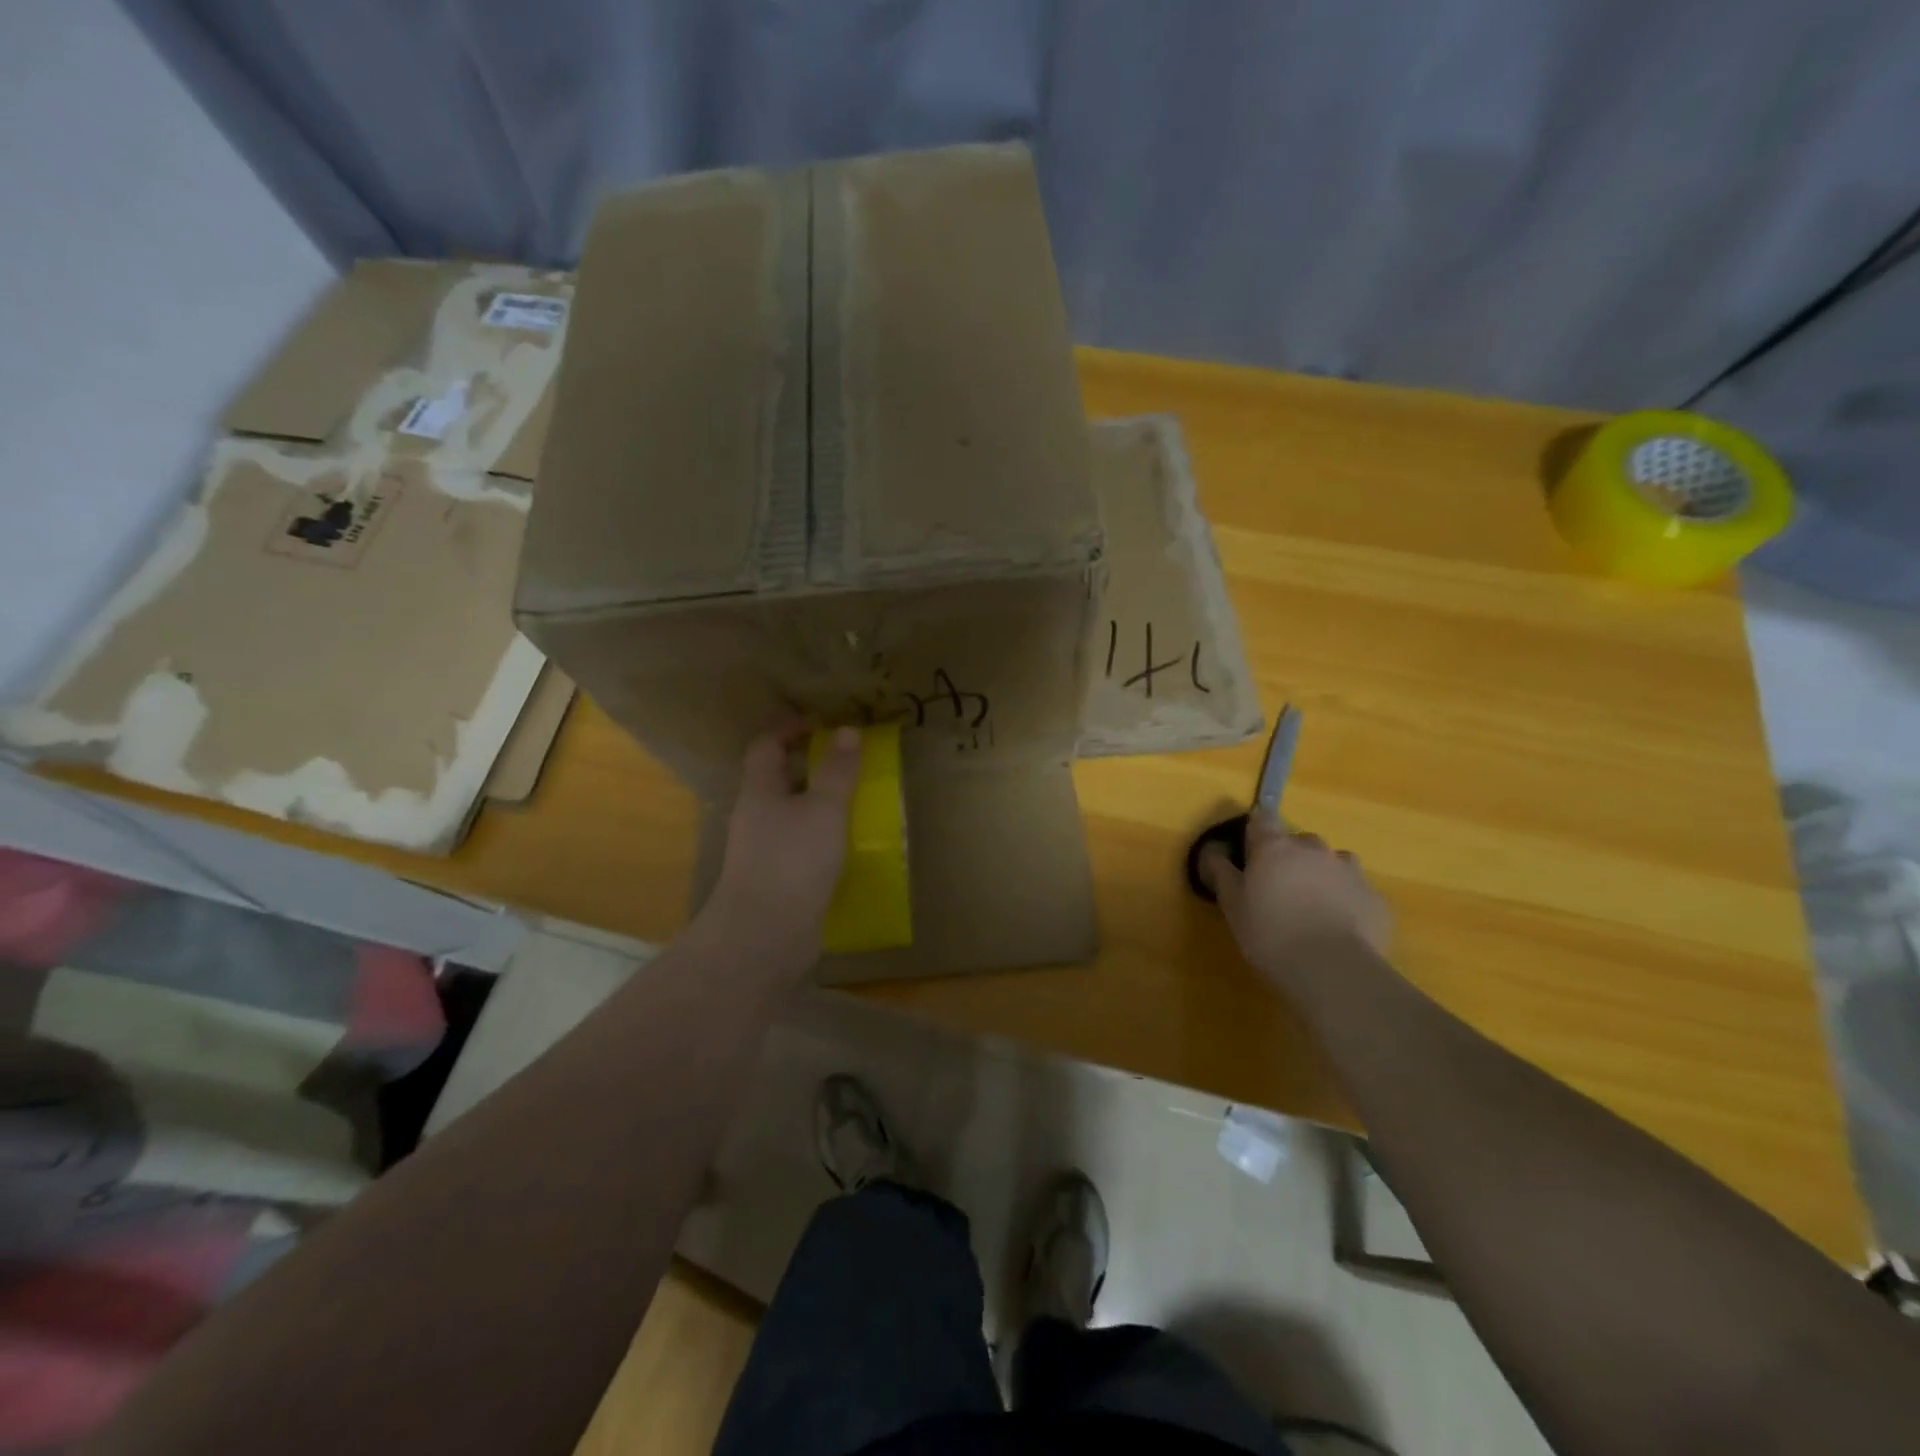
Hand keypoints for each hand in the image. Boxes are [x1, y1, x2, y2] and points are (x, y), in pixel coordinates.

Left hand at [704, 724, 862, 966]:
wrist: (764, 935)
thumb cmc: (792, 861)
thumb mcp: (824, 809)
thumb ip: (837, 770)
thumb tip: (847, 730)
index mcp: (759, 791)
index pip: (766, 745)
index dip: (791, 728)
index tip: (824, 725)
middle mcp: (756, 816)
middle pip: (778, 778)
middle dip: (810, 765)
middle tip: (849, 760)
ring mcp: (764, 850)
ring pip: (791, 813)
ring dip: (818, 802)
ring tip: (856, 799)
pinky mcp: (777, 879)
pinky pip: (800, 844)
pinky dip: (822, 836)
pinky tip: (847, 843)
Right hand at [1200, 814, 1391, 988]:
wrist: (1333, 970)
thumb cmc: (1270, 934)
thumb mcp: (1233, 906)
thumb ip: (1222, 874)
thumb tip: (1214, 851)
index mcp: (1274, 848)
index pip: (1263, 818)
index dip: (1257, 829)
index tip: (1251, 847)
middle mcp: (1313, 850)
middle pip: (1300, 841)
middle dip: (1290, 857)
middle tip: (1280, 888)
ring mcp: (1349, 871)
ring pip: (1333, 862)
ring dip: (1322, 875)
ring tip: (1313, 906)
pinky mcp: (1375, 898)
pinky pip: (1356, 890)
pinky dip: (1347, 900)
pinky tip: (1340, 926)